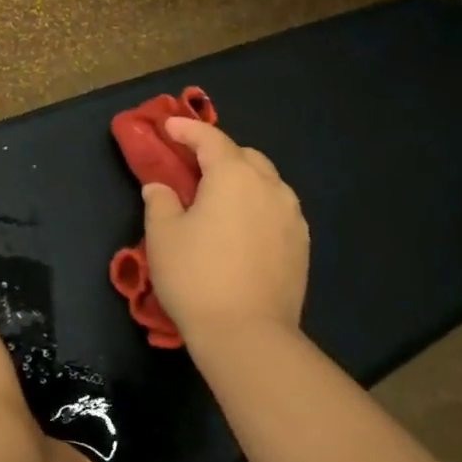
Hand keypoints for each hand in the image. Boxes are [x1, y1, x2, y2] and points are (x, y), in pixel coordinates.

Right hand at [141, 118, 309, 350]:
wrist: (248, 334)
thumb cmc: (196, 277)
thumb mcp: (163, 235)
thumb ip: (160, 201)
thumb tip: (161, 188)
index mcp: (234, 176)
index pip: (210, 139)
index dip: (187, 129)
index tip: (168, 126)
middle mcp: (269, 186)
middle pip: (244, 156)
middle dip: (218, 153)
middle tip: (191, 166)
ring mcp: (291, 216)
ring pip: (266, 182)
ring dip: (241, 179)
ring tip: (218, 197)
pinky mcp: (301, 244)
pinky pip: (276, 209)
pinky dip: (257, 205)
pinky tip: (241, 226)